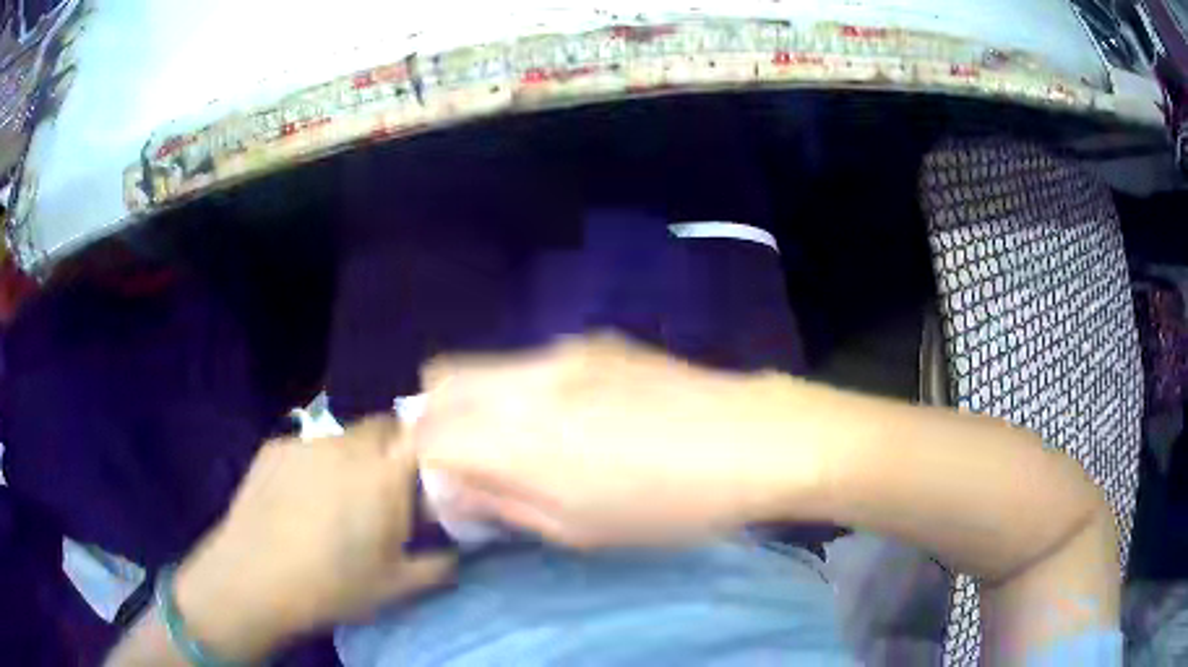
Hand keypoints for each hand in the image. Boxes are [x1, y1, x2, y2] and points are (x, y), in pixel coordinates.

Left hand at [174, 418, 455, 661]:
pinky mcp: (274, 447)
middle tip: (383, 494)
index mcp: (384, 475)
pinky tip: (299, 501)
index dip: (430, 449)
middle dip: (390, 452)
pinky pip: (307, 447)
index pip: (422, 434)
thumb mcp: (397, 587)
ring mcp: (306, 442)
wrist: (253, 578)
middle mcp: (348, 446)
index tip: (428, 478)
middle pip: (382, 428)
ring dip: (351, 459)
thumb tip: (459, 555)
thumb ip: (439, 566)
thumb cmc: (333, 585)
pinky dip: (315, 465)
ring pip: (343, 438)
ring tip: (336, 501)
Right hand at [414, 334, 824, 548]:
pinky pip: (527, 361)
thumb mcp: (580, 529)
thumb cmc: (669, 504)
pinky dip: (518, 388)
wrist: (753, 439)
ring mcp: (561, 351)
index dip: (425, 463)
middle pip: (441, 381)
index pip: (426, 435)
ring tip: (522, 441)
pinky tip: (570, 417)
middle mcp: (525, 380)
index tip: (450, 487)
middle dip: (437, 420)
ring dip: (477, 401)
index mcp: (517, 437)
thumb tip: (456, 487)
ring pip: (482, 365)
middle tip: (469, 459)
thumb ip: (504, 502)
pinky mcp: (595, 341)